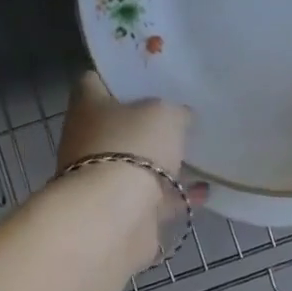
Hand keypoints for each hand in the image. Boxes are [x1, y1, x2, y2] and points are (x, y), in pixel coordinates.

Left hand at [57, 72, 198, 260]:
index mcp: (88, 107)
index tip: (148, 75)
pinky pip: (152, 196)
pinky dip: (175, 194)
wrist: (114, 215)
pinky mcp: (119, 210)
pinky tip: (203, 189)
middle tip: (180, 113)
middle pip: (118, 123)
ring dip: (162, 160)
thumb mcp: (165, 114)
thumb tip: (180, 116)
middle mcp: (88, 139)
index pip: (95, 80)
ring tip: (196, 151)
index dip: (119, 75)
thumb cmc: (132, 147)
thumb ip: (175, 111)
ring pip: (135, 161)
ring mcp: (102, 177)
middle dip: (146, 121)